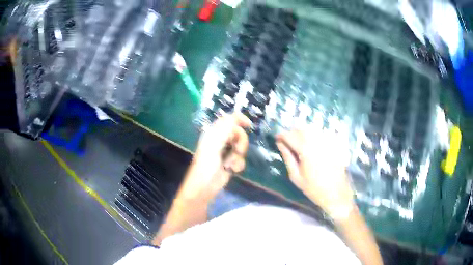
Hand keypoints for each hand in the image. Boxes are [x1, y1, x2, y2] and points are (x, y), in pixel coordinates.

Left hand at [179, 113, 250, 200]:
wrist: (205, 186)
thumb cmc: (206, 164)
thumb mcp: (215, 143)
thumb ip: (226, 128)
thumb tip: (237, 115)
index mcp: (214, 133)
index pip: (228, 120)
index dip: (239, 119)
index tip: (248, 125)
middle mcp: (221, 141)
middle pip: (239, 134)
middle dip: (240, 143)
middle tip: (236, 150)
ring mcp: (226, 152)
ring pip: (241, 147)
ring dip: (238, 156)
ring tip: (230, 164)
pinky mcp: (231, 163)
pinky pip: (241, 159)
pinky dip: (238, 164)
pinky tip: (232, 170)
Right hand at [276, 127, 353, 218]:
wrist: (336, 193)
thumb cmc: (314, 188)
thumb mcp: (296, 176)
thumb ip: (287, 157)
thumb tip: (280, 144)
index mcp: (306, 150)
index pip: (290, 136)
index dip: (281, 135)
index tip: (277, 138)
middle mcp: (317, 141)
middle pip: (301, 129)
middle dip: (291, 133)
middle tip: (287, 141)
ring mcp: (327, 141)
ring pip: (311, 129)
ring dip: (302, 132)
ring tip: (298, 142)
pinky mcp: (334, 144)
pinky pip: (321, 133)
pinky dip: (313, 135)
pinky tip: (312, 144)